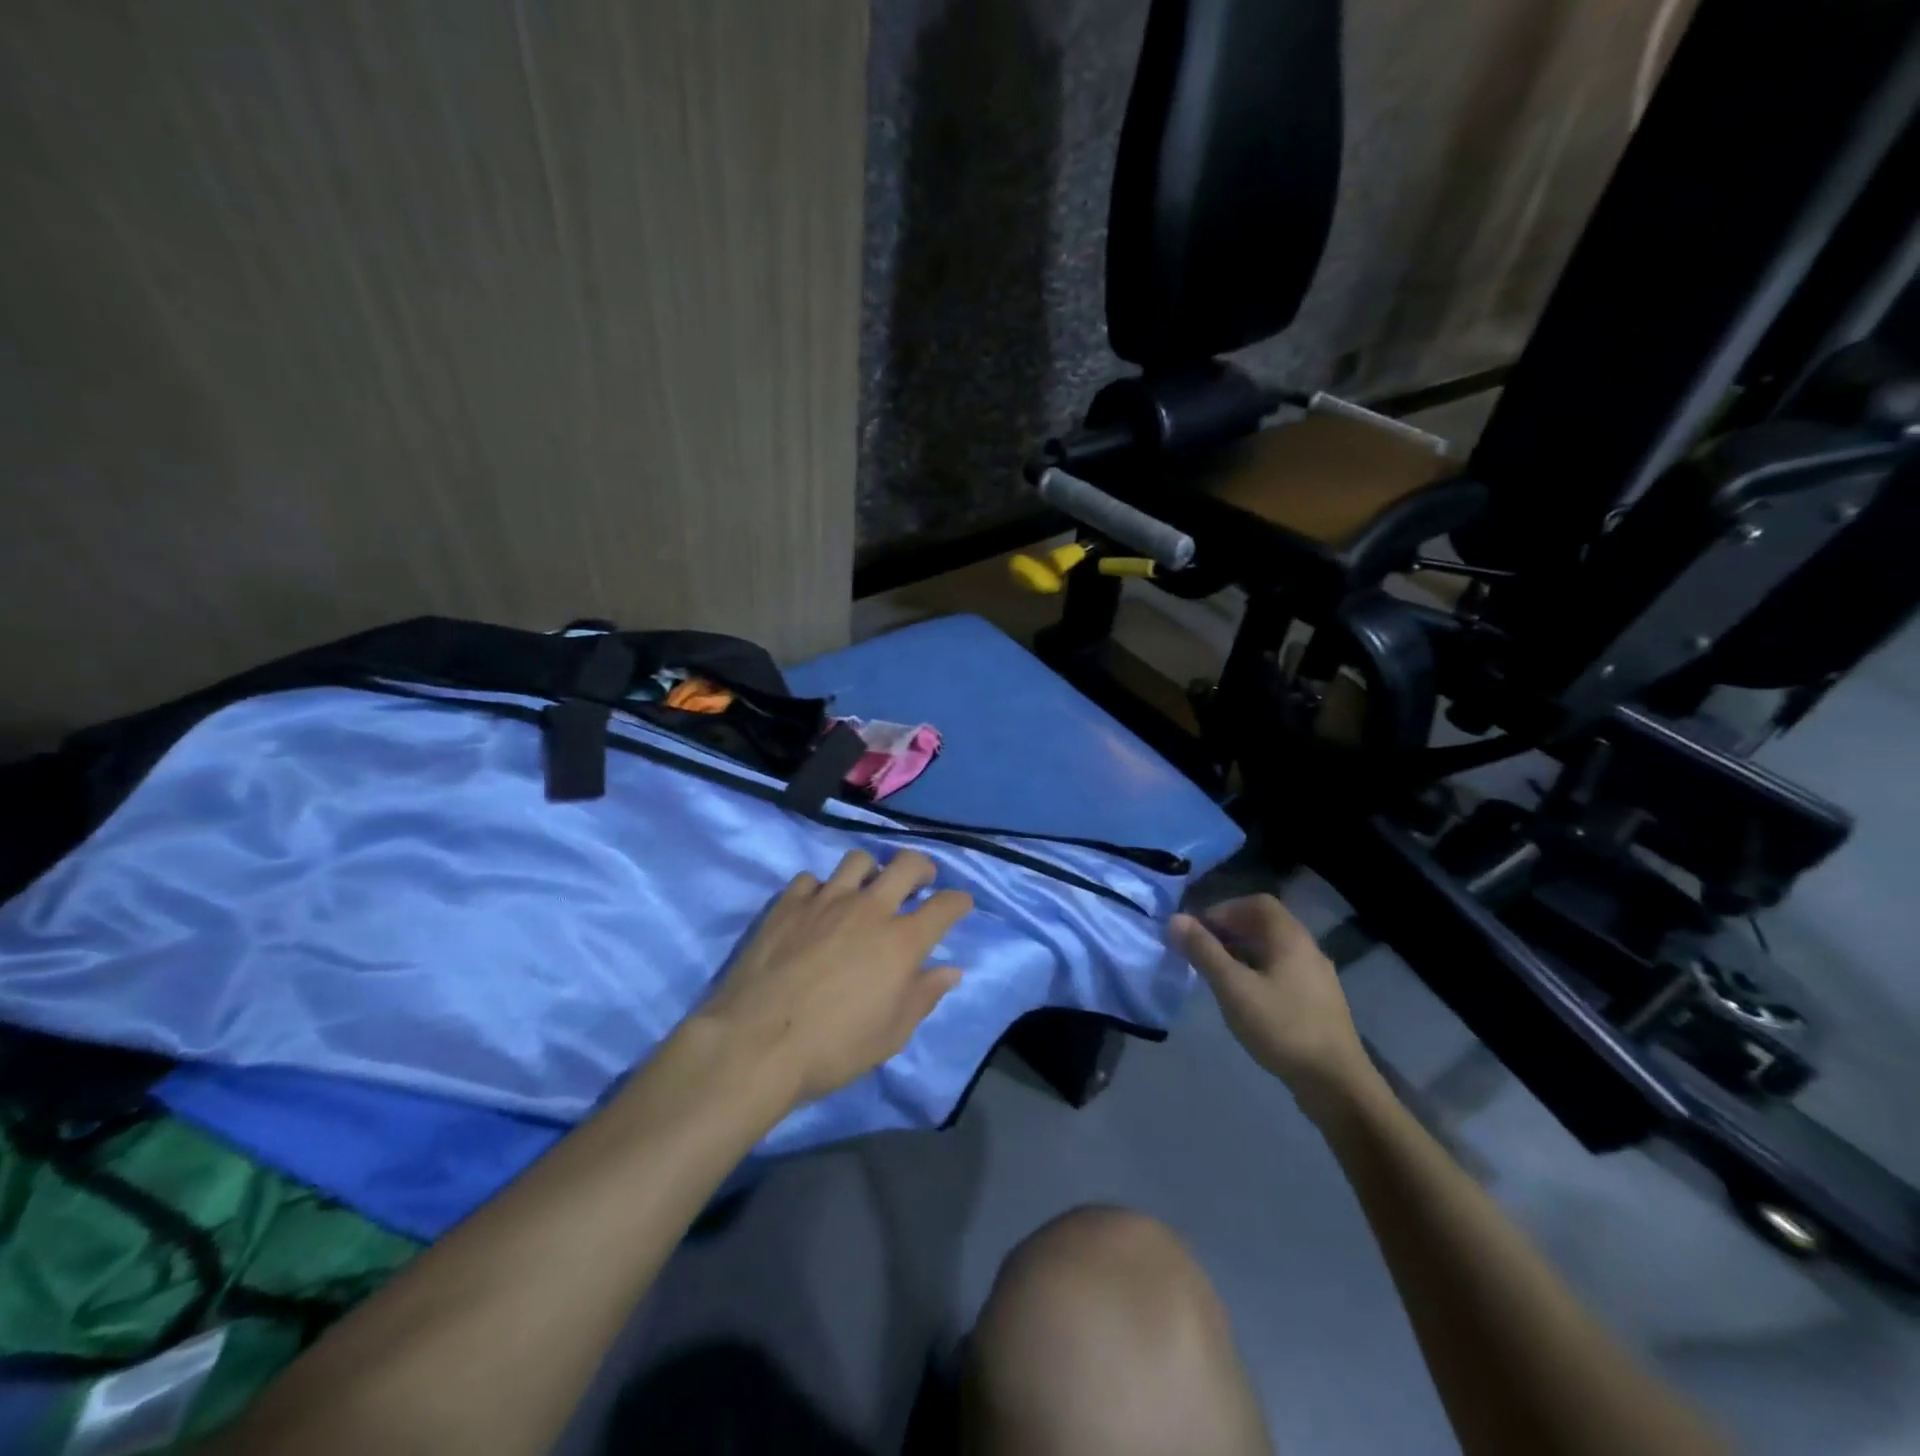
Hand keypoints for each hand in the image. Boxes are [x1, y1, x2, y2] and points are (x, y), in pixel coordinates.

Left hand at [698, 849, 973, 1107]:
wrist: (756, 1043)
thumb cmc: (833, 1048)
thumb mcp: (891, 1034)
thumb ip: (924, 996)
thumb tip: (950, 970)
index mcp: (902, 941)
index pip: (945, 905)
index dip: (959, 901)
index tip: (960, 905)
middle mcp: (869, 909)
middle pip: (907, 864)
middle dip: (922, 868)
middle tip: (920, 883)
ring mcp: (826, 900)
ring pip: (858, 860)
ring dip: (871, 871)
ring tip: (866, 889)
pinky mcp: (789, 903)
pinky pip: (812, 879)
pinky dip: (821, 889)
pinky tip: (816, 909)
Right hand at [1172, 895, 1375, 1116]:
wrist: (1336, 1083)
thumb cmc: (1281, 1027)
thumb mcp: (1233, 987)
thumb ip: (1203, 951)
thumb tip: (1174, 919)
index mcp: (1290, 937)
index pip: (1256, 903)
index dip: (1223, 910)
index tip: (1198, 931)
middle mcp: (1307, 948)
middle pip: (1264, 924)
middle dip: (1229, 932)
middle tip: (1201, 952)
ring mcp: (1317, 976)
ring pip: (1273, 950)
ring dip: (1242, 953)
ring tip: (1217, 975)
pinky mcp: (1319, 1002)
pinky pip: (1282, 971)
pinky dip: (1258, 972)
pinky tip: (1245, 998)